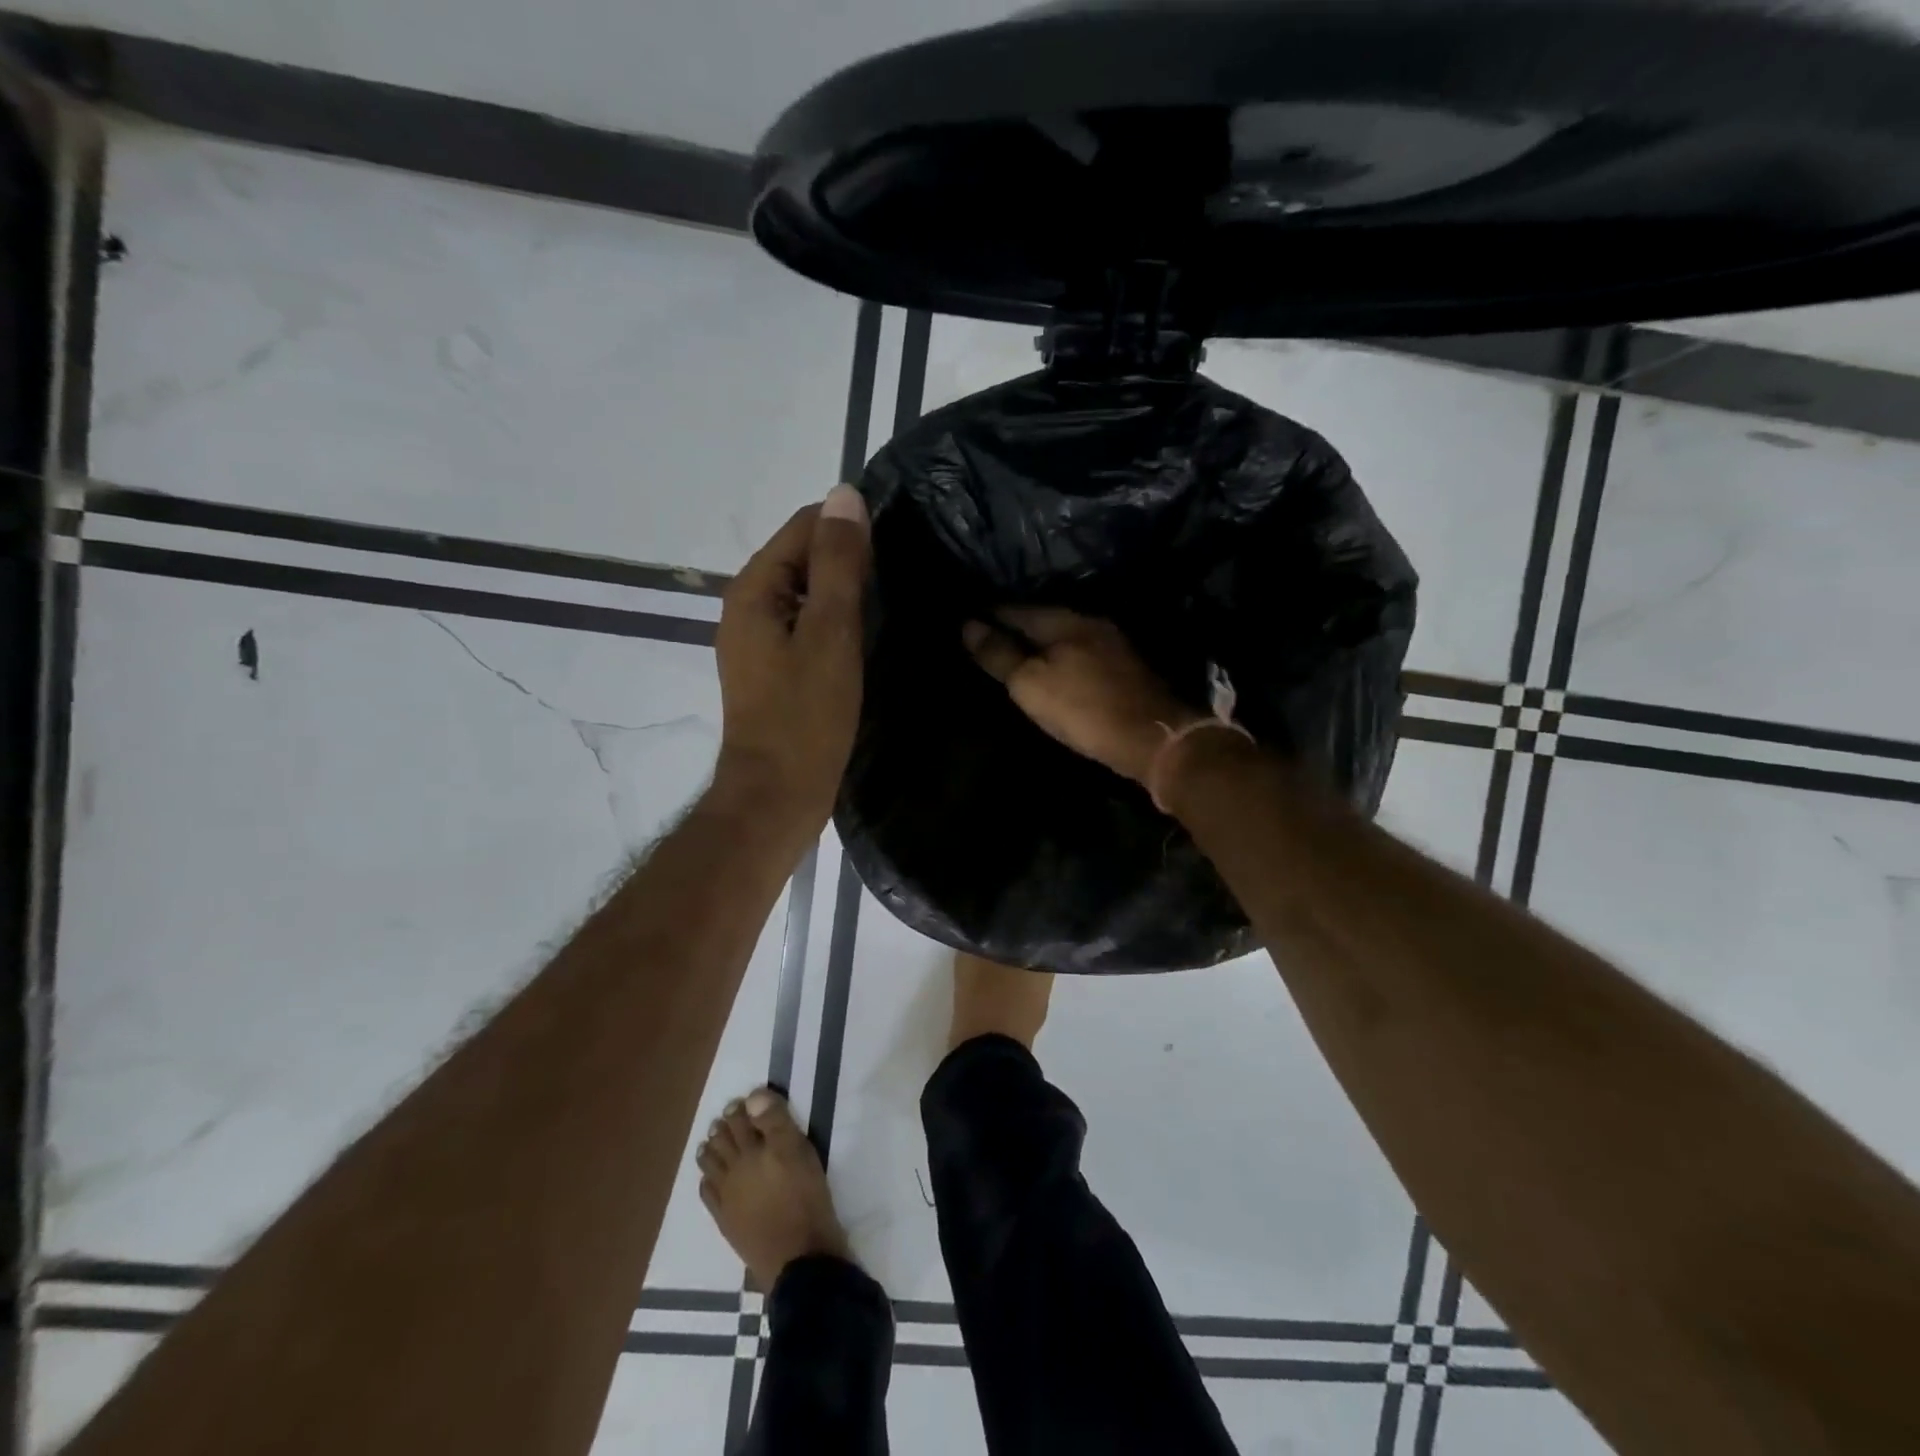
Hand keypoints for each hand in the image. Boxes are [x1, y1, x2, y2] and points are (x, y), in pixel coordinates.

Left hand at [714, 485, 870, 834]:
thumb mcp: (830, 633)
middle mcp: (748, 605)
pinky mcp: (772, 667)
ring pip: (807, 593)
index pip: (805, 526)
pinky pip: (806, 624)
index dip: (851, 529)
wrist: (777, 793)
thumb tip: (845, 495)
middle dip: (849, 561)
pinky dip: (835, 623)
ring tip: (891, 605)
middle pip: (804, 557)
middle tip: (901, 581)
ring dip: (845, 593)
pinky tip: (866, 639)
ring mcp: (757, 638)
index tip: (897, 550)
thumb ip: (838, 563)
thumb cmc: (806, 716)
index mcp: (754, 588)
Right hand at [961, 607, 1204, 784]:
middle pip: (1042, 619)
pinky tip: (1054, 669)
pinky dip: (1061, 657)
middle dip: (1016, 625)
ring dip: (1040, 642)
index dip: (990, 614)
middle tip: (987, 635)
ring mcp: (1112, 644)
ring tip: (1015, 653)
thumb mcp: (1030, 683)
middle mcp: (1089, 623)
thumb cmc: (1083, 708)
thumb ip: (999, 654)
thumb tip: (968, 625)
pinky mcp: (1124, 668)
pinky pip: (1080, 653)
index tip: (967, 620)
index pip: (1016, 609)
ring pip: (1064, 636)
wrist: (1152, 737)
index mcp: (1064, 620)